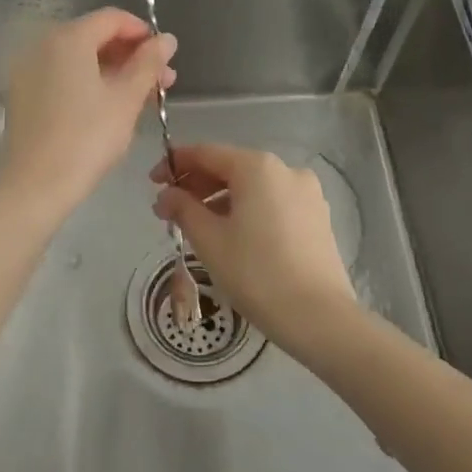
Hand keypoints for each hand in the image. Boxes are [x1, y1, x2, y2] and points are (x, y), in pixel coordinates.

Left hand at [0, 8, 177, 215]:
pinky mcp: (24, 95)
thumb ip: (148, 63)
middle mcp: (43, 46)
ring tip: (144, 97)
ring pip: (80, 59)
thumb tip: (166, 38)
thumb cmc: (87, 138)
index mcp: (68, 39)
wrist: (35, 186)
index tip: (165, 57)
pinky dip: (89, 83)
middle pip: (95, 37)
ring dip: (114, 71)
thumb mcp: (126, 99)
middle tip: (162, 81)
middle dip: (132, 55)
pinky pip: (63, 76)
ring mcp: (29, 71)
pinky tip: (111, 107)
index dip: (143, 32)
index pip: (112, 18)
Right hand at [151, 143, 358, 357]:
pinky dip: (247, 210)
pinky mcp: (317, 217)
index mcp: (258, 167)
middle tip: (169, 210)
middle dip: (197, 185)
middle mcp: (286, 169)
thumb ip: (183, 209)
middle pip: (231, 167)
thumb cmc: (256, 273)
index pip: (207, 153)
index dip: (175, 164)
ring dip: (221, 199)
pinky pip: (272, 202)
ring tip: (196, 226)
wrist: (319, 318)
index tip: (152, 182)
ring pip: (253, 187)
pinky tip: (231, 234)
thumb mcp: (210, 240)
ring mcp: (307, 193)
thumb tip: (166, 195)